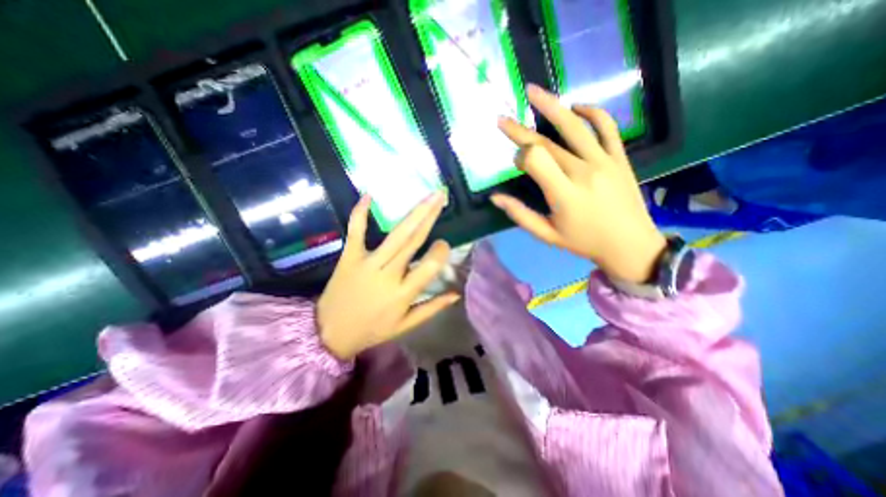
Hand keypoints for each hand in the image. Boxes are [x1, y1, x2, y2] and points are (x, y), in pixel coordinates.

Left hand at [316, 193, 455, 359]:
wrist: (329, 333)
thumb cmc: (372, 330)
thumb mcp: (405, 326)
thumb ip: (432, 308)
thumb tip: (456, 294)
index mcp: (403, 294)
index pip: (429, 266)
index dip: (441, 252)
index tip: (444, 244)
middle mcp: (388, 274)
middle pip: (413, 241)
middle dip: (430, 216)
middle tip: (442, 196)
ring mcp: (367, 263)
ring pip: (395, 234)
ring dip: (413, 212)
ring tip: (428, 195)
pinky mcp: (349, 256)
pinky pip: (356, 231)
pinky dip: (360, 213)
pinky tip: (368, 195)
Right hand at [491, 85, 664, 282]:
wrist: (630, 243)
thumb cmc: (583, 241)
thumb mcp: (547, 234)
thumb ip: (520, 215)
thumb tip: (495, 198)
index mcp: (564, 194)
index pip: (535, 160)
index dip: (520, 157)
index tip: (517, 163)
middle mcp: (583, 172)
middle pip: (547, 142)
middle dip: (520, 130)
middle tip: (502, 119)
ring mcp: (604, 161)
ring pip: (575, 126)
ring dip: (551, 106)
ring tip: (533, 91)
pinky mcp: (619, 157)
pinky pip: (607, 126)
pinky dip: (592, 112)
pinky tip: (576, 106)